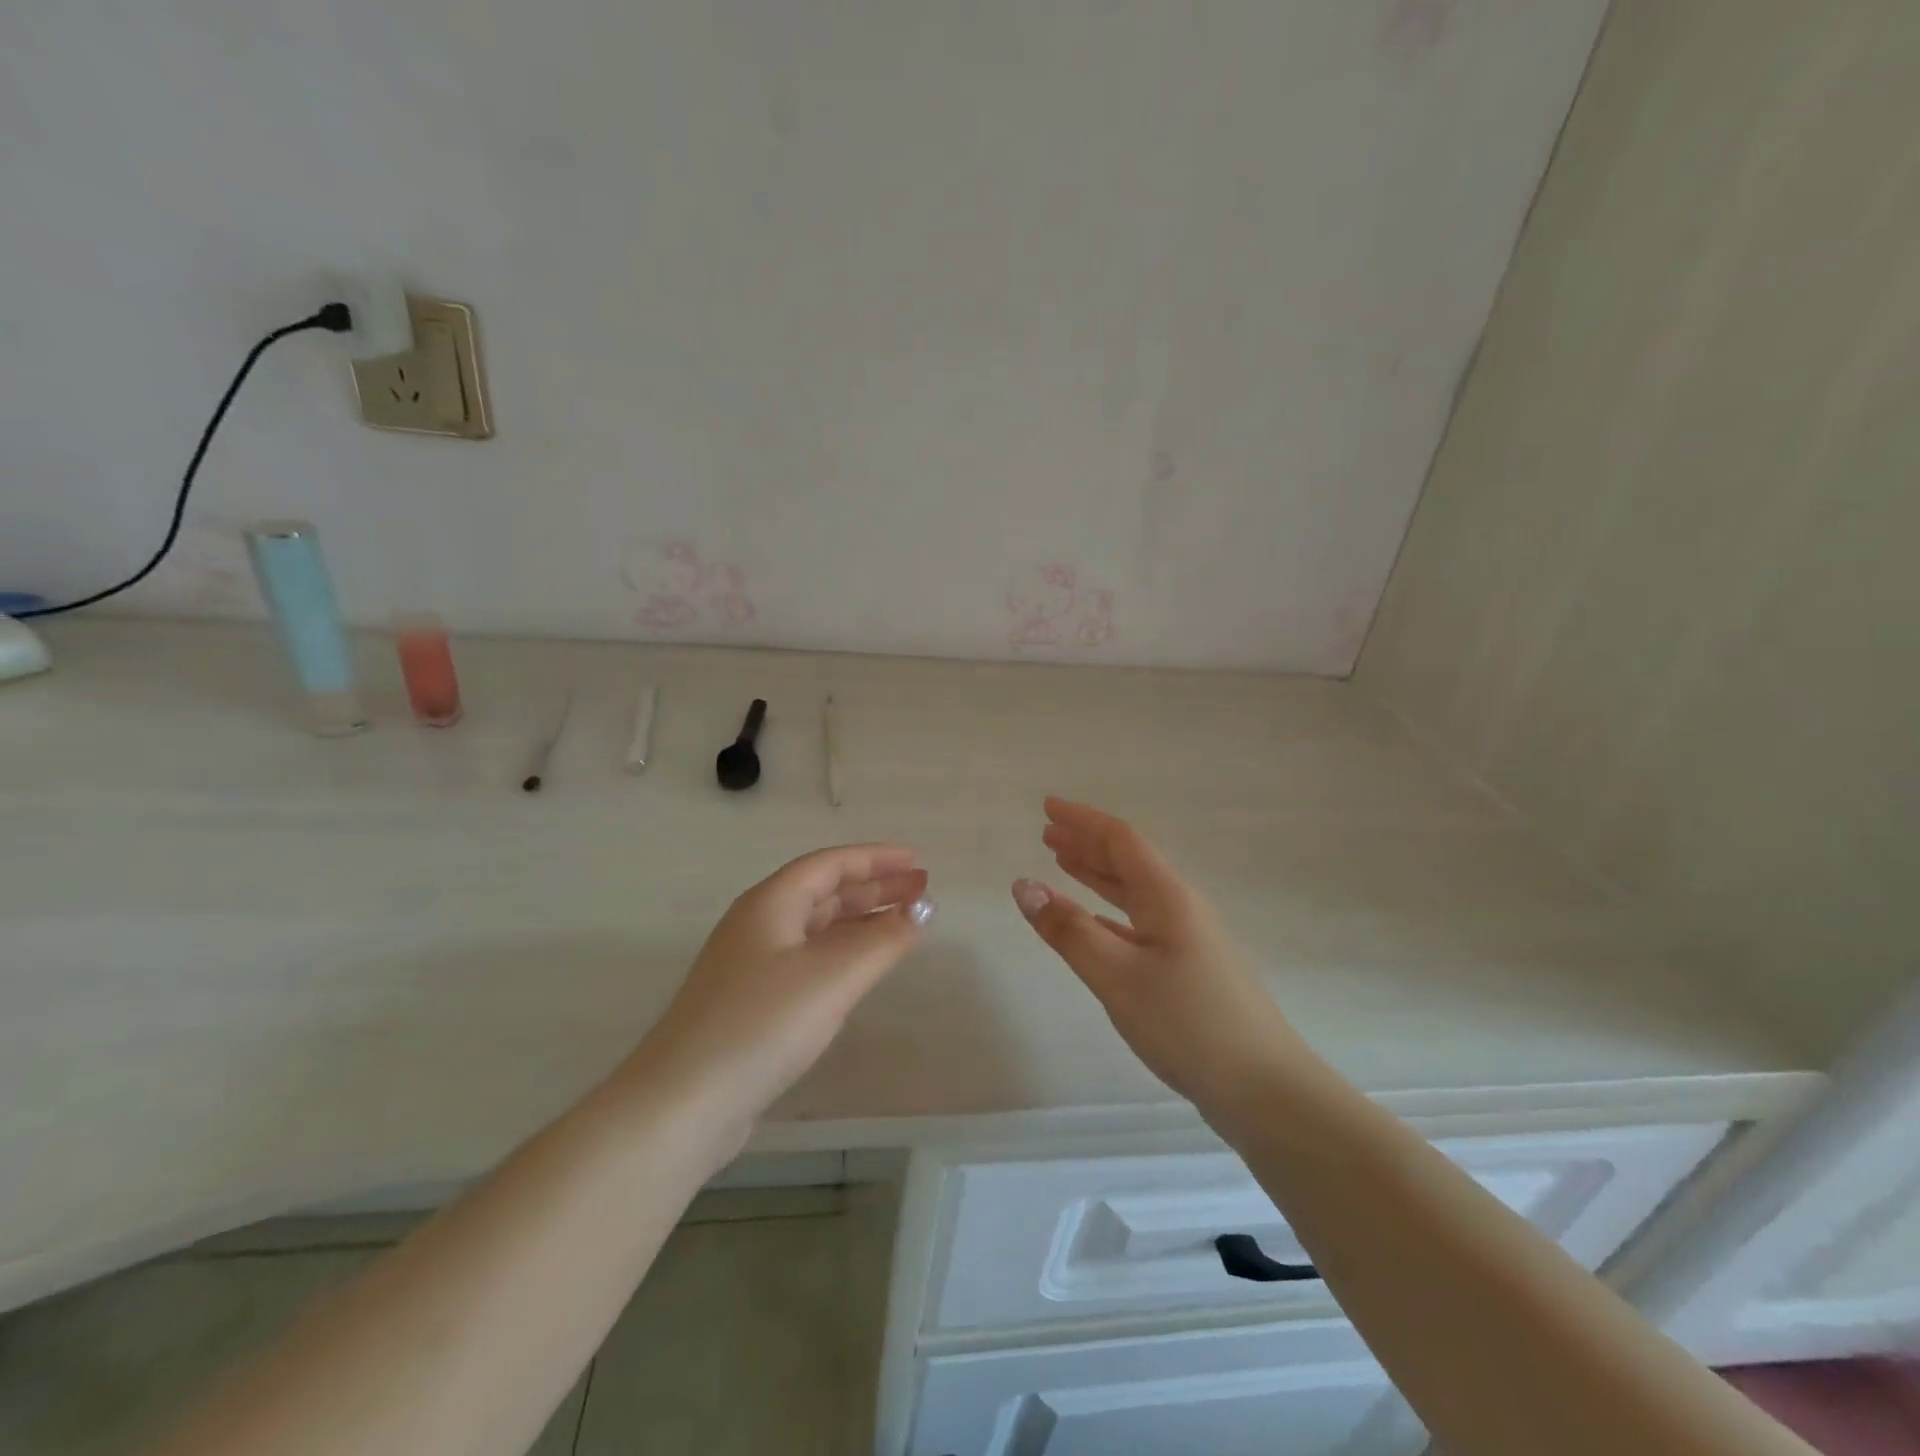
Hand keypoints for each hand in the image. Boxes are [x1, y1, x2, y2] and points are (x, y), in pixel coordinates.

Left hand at [628, 844, 932, 1139]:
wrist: (684, 1102)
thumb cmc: (762, 1024)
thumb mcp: (833, 976)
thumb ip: (883, 940)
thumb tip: (923, 911)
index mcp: (770, 903)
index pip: (830, 864)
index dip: (875, 859)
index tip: (916, 861)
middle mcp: (759, 924)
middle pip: (824, 892)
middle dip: (874, 888)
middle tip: (921, 891)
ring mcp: (752, 964)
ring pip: (817, 927)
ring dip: (861, 921)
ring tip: (903, 923)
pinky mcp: (753, 1001)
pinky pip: (809, 959)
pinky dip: (843, 952)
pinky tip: (863, 967)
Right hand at [1012, 798, 1308, 1112]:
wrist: (1264, 1089)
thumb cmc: (1187, 1023)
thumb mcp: (1117, 976)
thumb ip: (1069, 930)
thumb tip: (1024, 885)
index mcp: (1167, 897)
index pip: (1121, 840)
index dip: (1082, 820)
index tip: (1047, 806)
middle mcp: (1180, 908)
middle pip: (1128, 861)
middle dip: (1086, 843)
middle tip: (1047, 833)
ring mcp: (1188, 939)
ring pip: (1134, 892)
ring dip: (1097, 874)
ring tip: (1063, 863)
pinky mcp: (1188, 969)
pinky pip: (1139, 923)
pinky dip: (1109, 913)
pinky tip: (1094, 923)